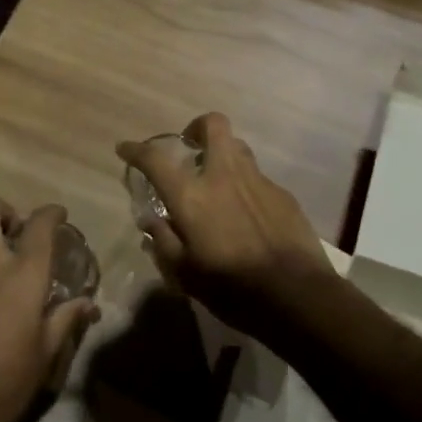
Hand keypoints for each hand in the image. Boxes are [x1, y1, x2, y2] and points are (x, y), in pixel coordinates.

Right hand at [116, 113, 331, 319]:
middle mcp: (224, 176)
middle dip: (197, 127)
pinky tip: (247, 214)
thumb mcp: (185, 274)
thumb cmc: (231, 288)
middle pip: (213, 125)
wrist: (296, 295)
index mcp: (192, 196)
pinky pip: (258, 178)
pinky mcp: (283, 194)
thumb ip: (164, 241)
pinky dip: (245, 186)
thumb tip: (152, 220)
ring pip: (238, 148)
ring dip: (223, 155)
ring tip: (217, 181)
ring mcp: (258, 181)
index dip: (136, 150)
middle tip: (189, 147)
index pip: (156, 159)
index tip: (126, 149)